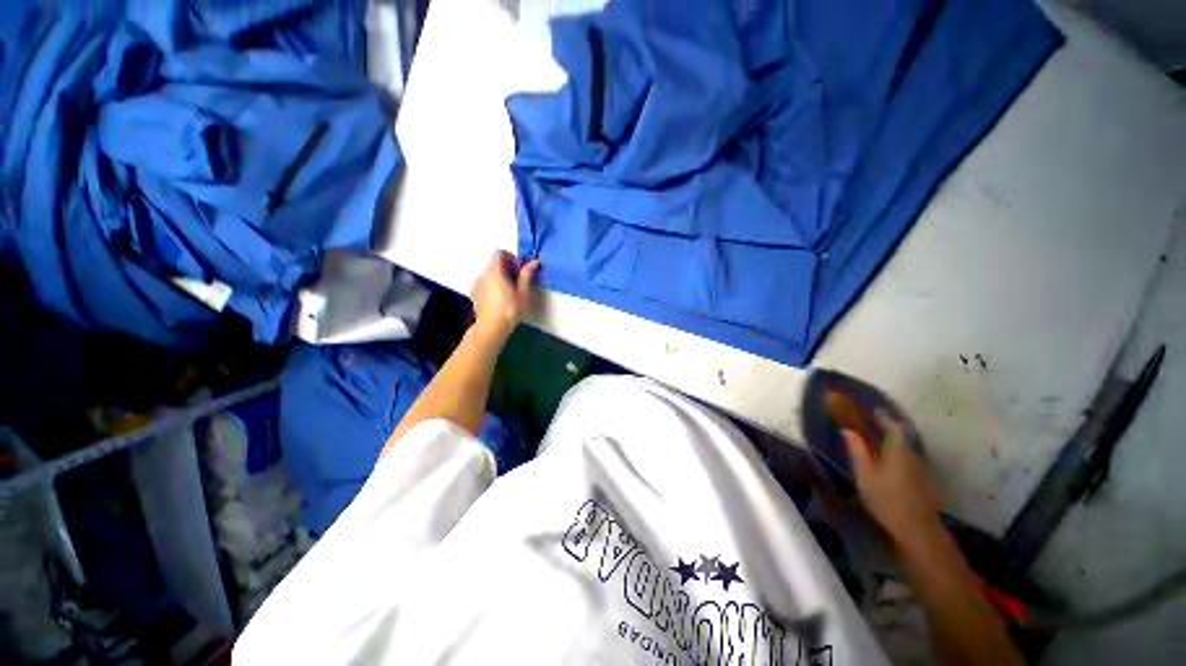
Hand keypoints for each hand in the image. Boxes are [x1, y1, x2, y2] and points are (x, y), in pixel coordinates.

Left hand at [470, 250, 540, 342]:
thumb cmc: (510, 309)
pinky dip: (493, 286)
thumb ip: (527, 274)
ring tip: (510, 293)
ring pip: (490, 274)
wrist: (491, 328)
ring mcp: (477, 284)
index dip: (511, 258)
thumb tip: (534, 262)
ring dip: (500, 278)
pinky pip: (485, 283)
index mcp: (495, 270)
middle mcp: (483, 274)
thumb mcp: (524, 292)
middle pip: (495, 263)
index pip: (500, 253)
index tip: (519, 271)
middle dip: (507, 269)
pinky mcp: (474, 294)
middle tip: (518, 283)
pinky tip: (500, 300)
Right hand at [843, 411, 944, 548]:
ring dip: (893, 439)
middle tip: (873, 421)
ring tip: (878, 437)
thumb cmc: (887, 499)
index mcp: (898, 449)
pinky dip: (897, 451)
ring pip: (906, 447)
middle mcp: (912, 454)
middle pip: (902, 435)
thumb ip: (857, 450)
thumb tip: (847, 430)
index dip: (882, 416)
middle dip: (889, 427)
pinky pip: (907, 457)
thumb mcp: (865, 474)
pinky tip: (888, 458)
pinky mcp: (921, 480)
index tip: (872, 409)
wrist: (916, 530)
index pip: (892, 426)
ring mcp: (919, 468)